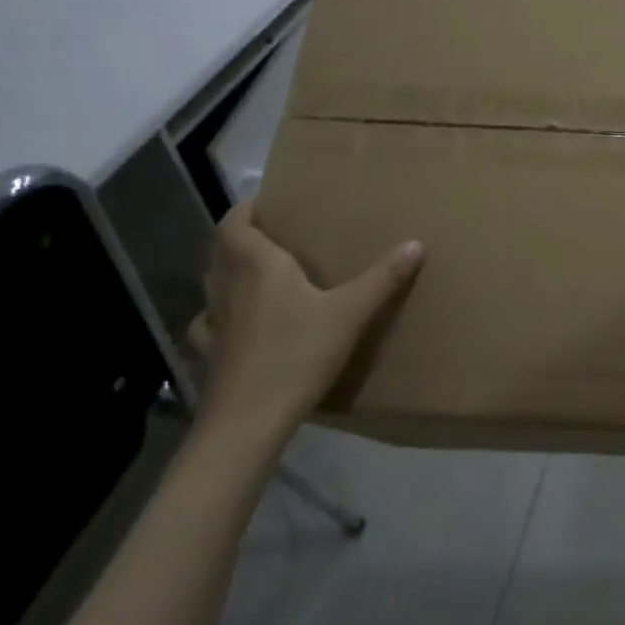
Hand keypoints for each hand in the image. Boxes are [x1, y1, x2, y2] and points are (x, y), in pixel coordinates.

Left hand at [189, 202, 423, 449]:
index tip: (270, 202)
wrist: (248, 422)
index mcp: (257, 266)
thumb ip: (382, 278)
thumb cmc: (297, 355)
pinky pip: (208, 322)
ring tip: (259, 270)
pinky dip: (218, 313)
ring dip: (229, 269)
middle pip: (221, 248)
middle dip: (242, 235)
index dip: (247, 208)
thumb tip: (415, 243)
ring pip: (213, 282)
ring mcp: (213, 321)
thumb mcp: (350, 314)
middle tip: (274, 232)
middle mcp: (228, 286)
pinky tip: (236, 322)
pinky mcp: (210, 353)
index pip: (235, 222)